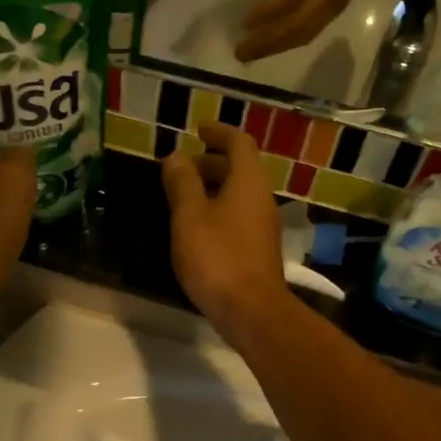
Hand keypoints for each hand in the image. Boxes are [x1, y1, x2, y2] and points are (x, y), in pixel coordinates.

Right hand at [161, 122, 288, 340]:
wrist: (251, 310)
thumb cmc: (217, 257)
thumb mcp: (189, 216)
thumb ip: (181, 182)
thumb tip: (176, 156)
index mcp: (247, 181)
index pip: (239, 142)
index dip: (218, 132)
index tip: (198, 130)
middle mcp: (261, 198)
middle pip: (240, 168)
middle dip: (212, 161)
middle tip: (183, 167)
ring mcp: (263, 225)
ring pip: (239, 194)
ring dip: (214, 187)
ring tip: (183, 197)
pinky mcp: (258, 249)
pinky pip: (238, 215)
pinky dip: (218, 209)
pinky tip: (196, 228)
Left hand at [236, 0, 396, 61]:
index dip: (267, 13)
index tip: (244, 24)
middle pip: (296, 24)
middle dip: (267, 42)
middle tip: (240, 53)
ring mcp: (336, 4)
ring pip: (304, 33)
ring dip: (276, 48)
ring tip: (252, 55)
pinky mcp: (338, 11)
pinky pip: (313, 32)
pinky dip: (291, 43)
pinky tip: (274, 47)